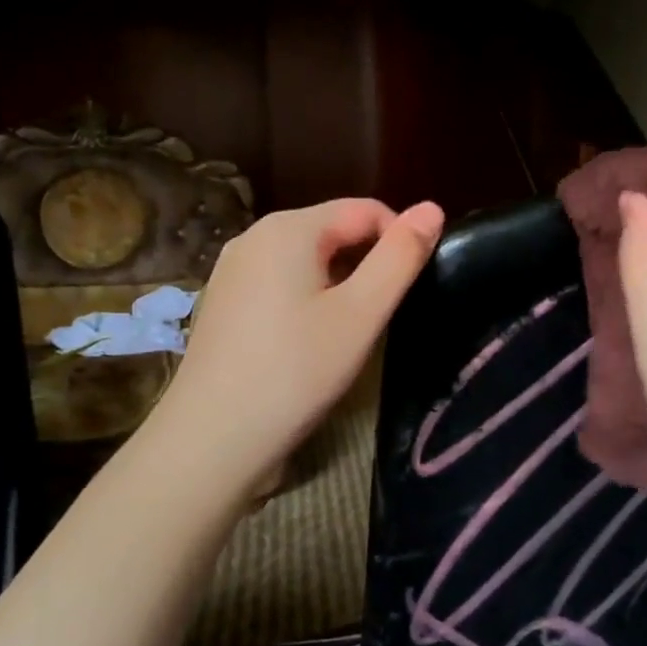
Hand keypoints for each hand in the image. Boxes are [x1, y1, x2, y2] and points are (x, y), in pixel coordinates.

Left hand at [158, 197, 444, 483]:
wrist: (214, 437)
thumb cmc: (296, 372)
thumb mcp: (361, 314)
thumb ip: (400, 258)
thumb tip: (432, 208)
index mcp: (289, 228)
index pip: (364, 210)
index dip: (399, 240)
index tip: (412, 287)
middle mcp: (254, 236)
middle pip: (332, 230)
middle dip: (366, 263)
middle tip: (380, 317)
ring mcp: (231, 270)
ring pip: (305, 259)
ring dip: (338, 284)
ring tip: (348, 332)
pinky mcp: (222, 302)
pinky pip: (278, 283)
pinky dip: (306, 299)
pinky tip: (307, 341)